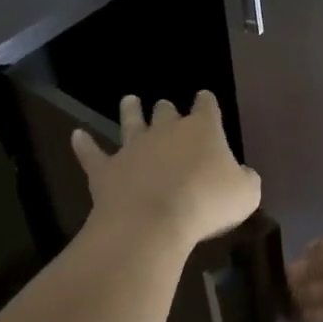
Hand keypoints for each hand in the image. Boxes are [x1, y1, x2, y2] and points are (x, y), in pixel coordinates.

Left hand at [70, 93, 260, 245]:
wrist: (153, 222)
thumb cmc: (207, 204)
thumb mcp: (246, 194)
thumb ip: (246, 179)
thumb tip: (242, 174)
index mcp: (203, 130)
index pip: (207, 106)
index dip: (207, 102)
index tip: (205, 99)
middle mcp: (166, 131)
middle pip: (166, 112)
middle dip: (167, 109)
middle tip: (165, 107)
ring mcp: (133, 148)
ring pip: (130, 122)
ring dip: (130, 111)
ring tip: (129, 100)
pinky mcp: (106, 169)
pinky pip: (92, 153)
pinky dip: (84, 144)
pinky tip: (76, 135)